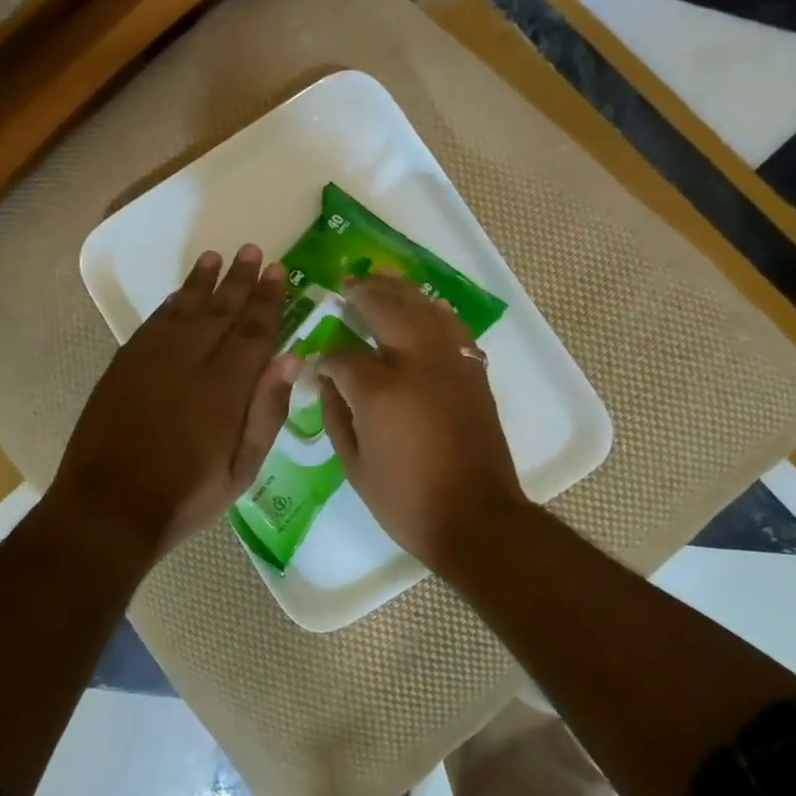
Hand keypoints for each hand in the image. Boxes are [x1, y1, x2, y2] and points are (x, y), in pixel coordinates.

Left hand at [48, 246, 299, 562]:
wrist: (110, 506)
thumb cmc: (187, 495)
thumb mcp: (242, 468)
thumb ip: (267, 410)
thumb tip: (290, 358)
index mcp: (225, 386)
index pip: (254, 330)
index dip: (269, 300)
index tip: (280, 271)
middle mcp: (189, 360)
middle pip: (221, 310)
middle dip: (240, 280)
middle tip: (253, 251)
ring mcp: (152, 359)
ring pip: (184, 307)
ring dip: (202, 281)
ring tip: (216, 257)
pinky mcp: (124, 364)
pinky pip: (153, 321)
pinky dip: (171, 302)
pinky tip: (180, 293)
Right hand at [317, 275, 529, 567]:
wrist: (475, 517)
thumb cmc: (406, 499)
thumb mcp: (354, 465)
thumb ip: (335, 415)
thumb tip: (326, 380)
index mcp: (380, 390)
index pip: (343, 355)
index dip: (327, 357)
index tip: (320, 364)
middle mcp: (416, 363)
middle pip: (387, 308)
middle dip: (362, 294)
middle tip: (346, 286)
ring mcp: (449, 363)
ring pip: (423, 308)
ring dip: (399, 290)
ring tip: (380, 278)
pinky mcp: (473, 372)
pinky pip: (452, 326)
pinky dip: (434, 310)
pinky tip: (424, 305)